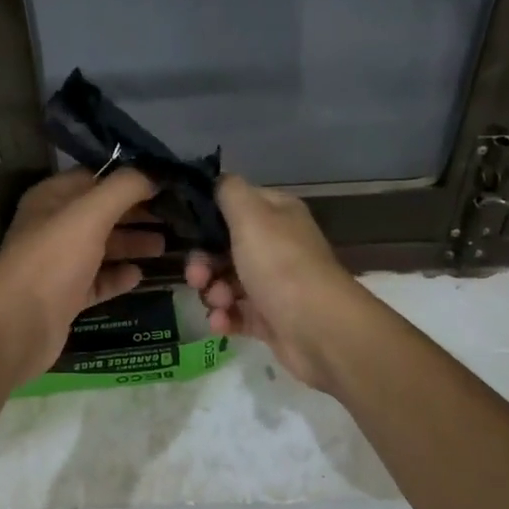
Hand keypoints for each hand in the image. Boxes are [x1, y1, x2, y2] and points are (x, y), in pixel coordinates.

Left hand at [0, 167, 163, 382]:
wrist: (17, 326)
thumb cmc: (53, 259)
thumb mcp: (90, 214)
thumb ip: (124, 188)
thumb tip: (155, 173)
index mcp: (52, 198)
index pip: (95, 177)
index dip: (129, 178)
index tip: (165, 183)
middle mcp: (54, 227)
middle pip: (102, 213)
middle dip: (136, 214)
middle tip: (175, 216)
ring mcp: (60, 263)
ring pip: (103, 247)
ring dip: (132, 244)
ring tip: (167, 246)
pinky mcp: (67, 296)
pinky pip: (99, 281)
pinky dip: (119, 277)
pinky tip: (141, 276)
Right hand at [185, 175, 365, 390]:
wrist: (319, 328)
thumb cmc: (281, 264)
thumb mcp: (250, 215)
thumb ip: (229, 191)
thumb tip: (217, 179)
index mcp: (277, 214)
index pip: (235, 205)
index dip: (209, 218)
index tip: (188, 232)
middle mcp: (277, 245)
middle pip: (225, 248)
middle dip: (204, 263)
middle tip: (197, 277)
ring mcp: (274, 284)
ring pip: (227, 282)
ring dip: (213, 292)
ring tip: (218, 303)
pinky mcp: (271, 318)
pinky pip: (237, 313)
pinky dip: (225, 318)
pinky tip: (221, 323)